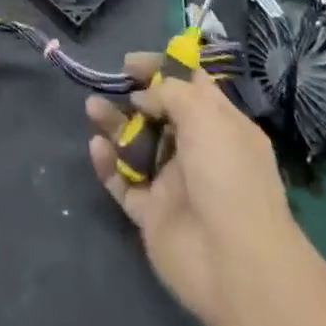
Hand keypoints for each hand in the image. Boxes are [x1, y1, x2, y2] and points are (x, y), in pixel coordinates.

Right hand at [85, 53, 302, 325]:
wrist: (234, 264)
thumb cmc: (226, 173)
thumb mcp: (203, 112)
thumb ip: (168, 92)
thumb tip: (143, 98)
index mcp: (221, 125)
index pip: (190, 85)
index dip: (161, 67)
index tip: (130, 62)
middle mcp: (199, 151)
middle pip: (159, 113)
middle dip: (133, 95)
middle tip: (111, 83)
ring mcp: (175, 184)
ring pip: (137, 145)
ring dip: (114, 123)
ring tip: (91, 107)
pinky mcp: (154, 216)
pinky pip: (125, 183)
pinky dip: (108, 164)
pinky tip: (96, 147)